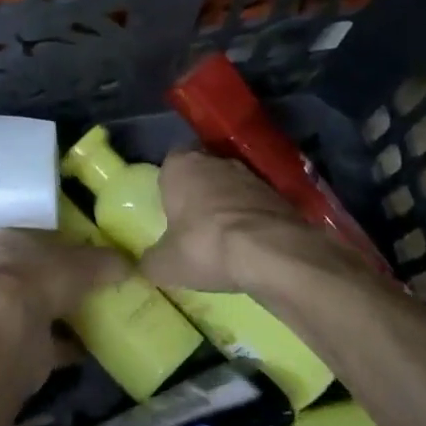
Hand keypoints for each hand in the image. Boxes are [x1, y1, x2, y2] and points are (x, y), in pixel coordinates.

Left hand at [0, 229, 130, 380]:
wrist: (7, 334)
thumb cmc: (38, 278)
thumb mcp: (82, 261)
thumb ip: (105, 261)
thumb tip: (128, 263)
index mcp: (5, 239)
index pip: (40, 235)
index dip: (68, 242)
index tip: (95, 252)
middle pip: (41, 272)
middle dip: (68, 280)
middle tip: (103, 284)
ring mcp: (1, 311)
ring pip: (42, 306)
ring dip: (68, 313)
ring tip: (104, 315)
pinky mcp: (12, 344)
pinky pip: (47, 341)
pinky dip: (68, 344)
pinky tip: (94, 346)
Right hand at [141, 150, 310, 293]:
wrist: (271, 252)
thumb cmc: (205, 246)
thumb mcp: (164, 264)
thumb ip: (151, 261)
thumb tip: (147, 264)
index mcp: (181, 165)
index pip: (169, 164)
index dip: (169, 187)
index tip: (169, 211)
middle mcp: (215, 161)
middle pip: (202, 173)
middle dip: (198, 194)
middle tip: (193, 226)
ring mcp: (251, 175)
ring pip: (231, 187)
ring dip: (227, 207)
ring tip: (223, 240)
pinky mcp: (278, 194)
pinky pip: (255, 205)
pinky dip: (251, 220)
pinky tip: (248, 246)